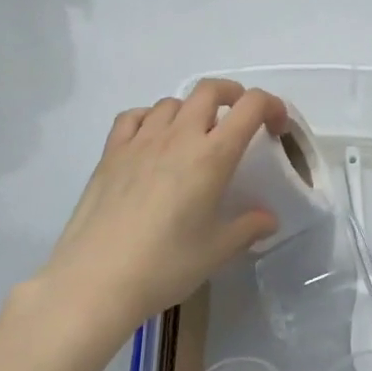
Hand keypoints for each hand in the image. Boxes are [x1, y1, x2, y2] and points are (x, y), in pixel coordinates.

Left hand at [38, 81, 284, 340]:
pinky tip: (151, 140)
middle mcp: (179, 135)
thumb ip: (247, 228)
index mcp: (212, 155)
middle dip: (232, 95)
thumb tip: (269, 219)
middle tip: (239, 119)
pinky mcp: (111, 151)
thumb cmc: (164, 266)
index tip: (276, 127)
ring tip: (193, 136)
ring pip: (173, 101)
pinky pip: (134, 116)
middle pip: (211, 89)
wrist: (95, 280)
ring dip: (191, 110)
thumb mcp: (216, 252)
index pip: (251, 106)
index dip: (272, 106)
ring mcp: (141, 140)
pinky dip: (150, 118)